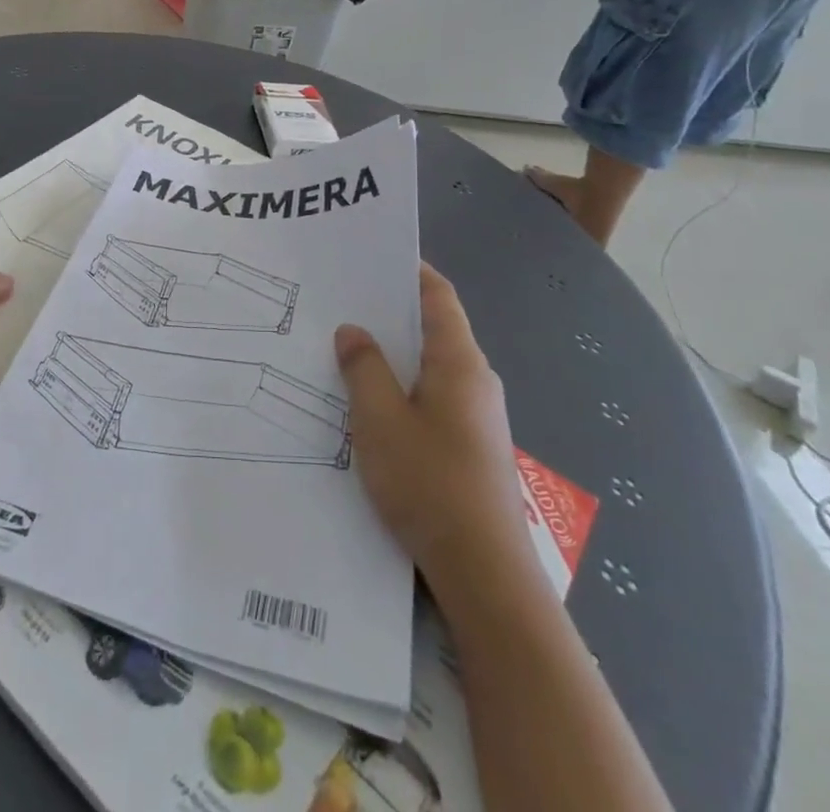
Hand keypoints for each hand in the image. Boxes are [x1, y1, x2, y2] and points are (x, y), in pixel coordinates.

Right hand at [335, 266, 530, 591]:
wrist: (485, 573)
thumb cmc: (430, 483)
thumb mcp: (380, 420)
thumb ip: (363, 368)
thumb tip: (353, 331)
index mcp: (459, 362)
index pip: (438, 296)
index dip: (410, 271)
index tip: (373, 257)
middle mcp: (475, 380)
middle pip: (434, 328)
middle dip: (392, 313)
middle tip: (344, 302)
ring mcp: (477, 416)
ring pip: (431, 367)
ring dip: (395, 354)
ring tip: (348, 348)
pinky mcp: (471, 446)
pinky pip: (432, 398)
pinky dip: (403, 387)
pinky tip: (371, 404)